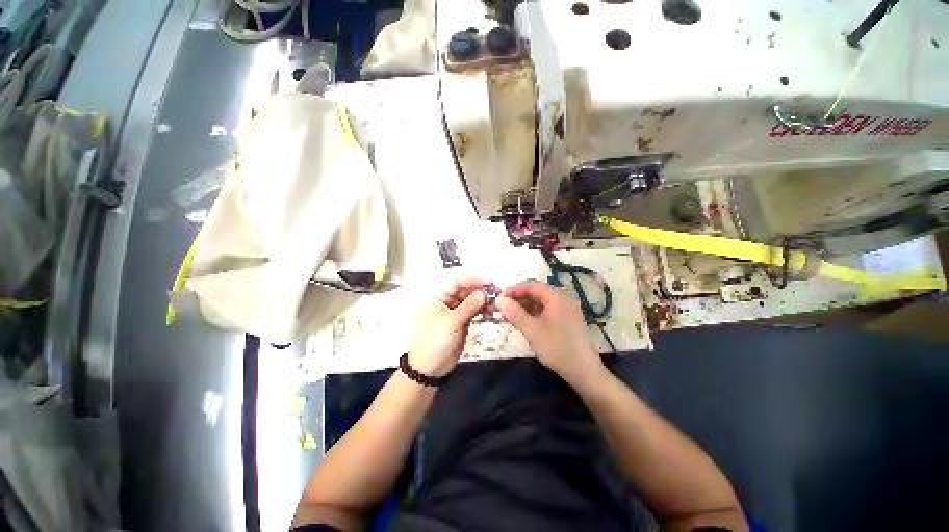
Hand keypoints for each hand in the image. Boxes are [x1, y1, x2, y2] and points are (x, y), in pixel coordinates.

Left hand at [408, 274, 489, 376]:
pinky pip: (474, 309)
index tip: (489, 281)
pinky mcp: (462, 319)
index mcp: (437, 295)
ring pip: (471, 298)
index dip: (473, 278)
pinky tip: (491, 310)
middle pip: (465, 288)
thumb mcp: (451, 323)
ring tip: (496, 302)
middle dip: (481, 288)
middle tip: (497, 291)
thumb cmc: (434, 342)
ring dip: (484, 298)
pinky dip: (483, 308)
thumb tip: (484, 292)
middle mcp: (446, 299)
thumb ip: (468, 306)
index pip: (456, 280)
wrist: (430, 368)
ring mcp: (455, 309)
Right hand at [495, 281, 604, 385]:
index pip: (531, 285)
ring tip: (511, 316)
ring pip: (542, 302)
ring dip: (525, 307)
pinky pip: (548, 310)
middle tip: (503, 308)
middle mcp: (563, 299)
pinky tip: (525, 322)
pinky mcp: (568, 320)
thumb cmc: (556, 347)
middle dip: (519, 299)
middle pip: (537, 292)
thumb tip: (499, 300)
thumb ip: (514, 313)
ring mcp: (567, 309)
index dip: (514, 289)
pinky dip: (535, 314)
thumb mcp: (532, 330)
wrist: (584, 371)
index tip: (499, 297)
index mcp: (557, 297)